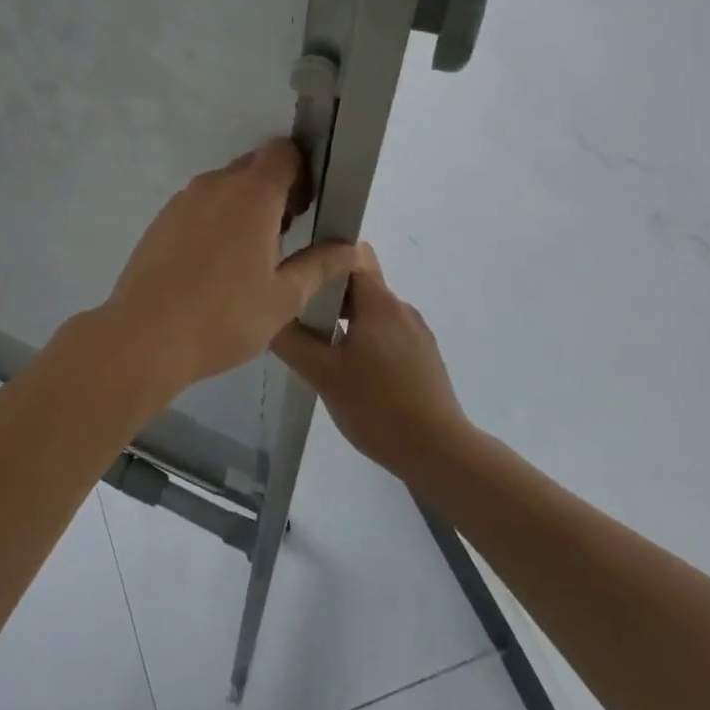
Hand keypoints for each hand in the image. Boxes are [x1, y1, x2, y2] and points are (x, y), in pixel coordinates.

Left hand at [101, 139, 356, 397]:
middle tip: (286, 234)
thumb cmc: (224, 317)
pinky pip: (199, 206)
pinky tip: (215, 264)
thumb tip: (348, 248)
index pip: (282, 152)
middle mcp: (215, 185)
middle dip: (275, 189)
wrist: (144, 335)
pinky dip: (215, 219)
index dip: (302, 171)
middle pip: (253, 167)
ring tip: (251, 255)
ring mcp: (183, 200)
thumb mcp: (283, 298)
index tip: (308, 205)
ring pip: (223, 186)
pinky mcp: (161, 220)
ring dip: (243, 205)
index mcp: (252, 194)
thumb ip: (319, 265)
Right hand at [272, 244, 473, 479]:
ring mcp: (417, 333)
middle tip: (297, 314)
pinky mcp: (424, 357)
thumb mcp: (322, 374)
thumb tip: (269, 313)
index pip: (348, 256)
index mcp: (379, 302)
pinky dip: (364, 339)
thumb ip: (291, 340)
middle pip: (358, 283)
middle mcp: (401, 308)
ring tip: (318, 345)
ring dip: (344, 319)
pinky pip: (386, 332)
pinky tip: (349, 369)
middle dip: (327, 294)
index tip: (294, 273)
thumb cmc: (377, 407)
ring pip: (372, 311)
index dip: (320, 258)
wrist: (440, 454)